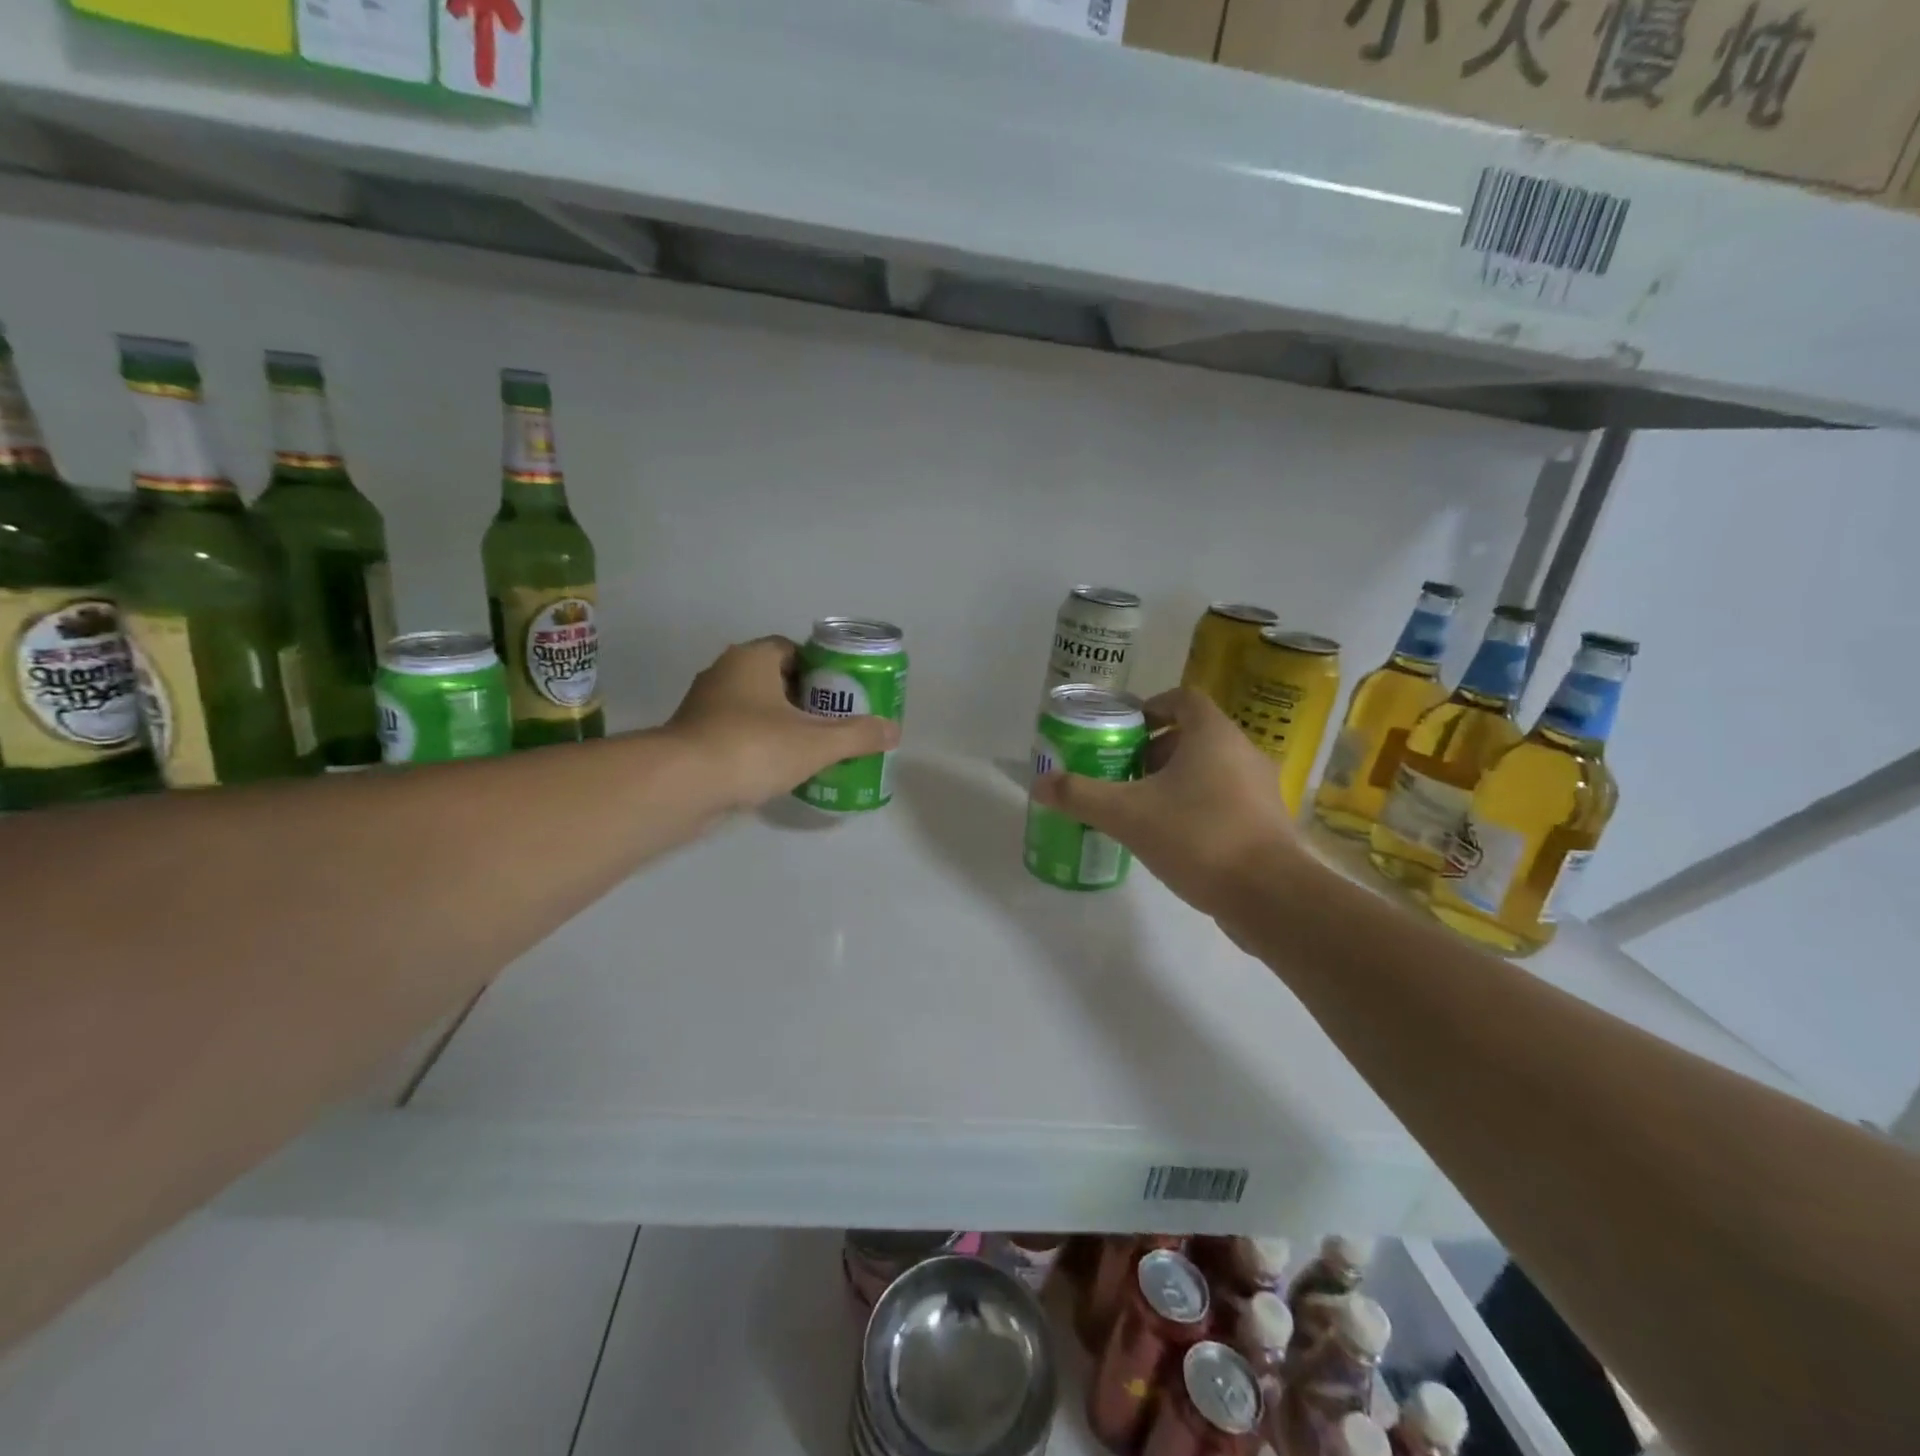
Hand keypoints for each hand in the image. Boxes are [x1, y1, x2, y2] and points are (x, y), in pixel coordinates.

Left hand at [667, 636, 898, 810]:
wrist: (681, 786)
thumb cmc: (753, 748)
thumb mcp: (816, 743)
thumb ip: (858, 735)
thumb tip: (893, 730)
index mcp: (751, 659)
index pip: (793, 649)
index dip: (821, 668)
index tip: (842, 693)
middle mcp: (724, 674)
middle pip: (776, 678)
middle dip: (806, 699)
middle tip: (834, 723)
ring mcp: (704, 707)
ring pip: (755, 708)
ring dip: (782, 723)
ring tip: (812, 748)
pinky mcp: (693, 738)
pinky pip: (737, 733)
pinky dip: (759, 745)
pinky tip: (779, 769)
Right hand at [1029, 688, 1307, 918]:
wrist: (1269, 896)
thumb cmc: (1197, 836)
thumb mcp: (1126, 814)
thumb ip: (1080, 796)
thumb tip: (1038, 784)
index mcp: (1213, 735)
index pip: (1183, 699)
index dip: (1151, 707)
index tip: (1124, 730)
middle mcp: (1243, 752)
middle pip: (1194, 736)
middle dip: (1155, 750)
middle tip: (1123, 771)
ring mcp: (1260, 789)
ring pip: (1210, 770)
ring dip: (1175, 780)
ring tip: (1141, 806)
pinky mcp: (1267, 823)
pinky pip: (1225, 799)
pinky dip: (1197, 806)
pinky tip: (1172, 837)